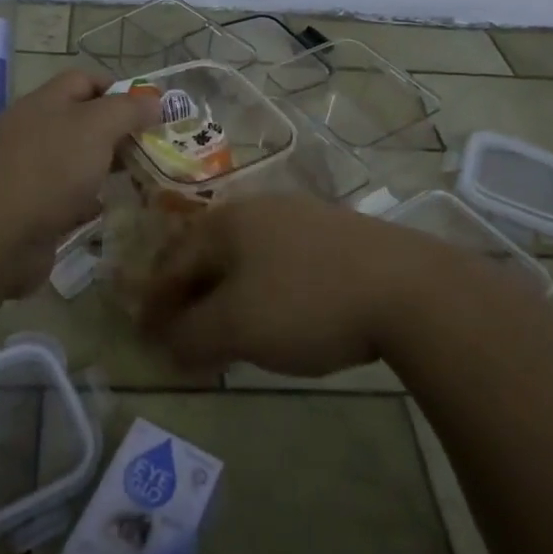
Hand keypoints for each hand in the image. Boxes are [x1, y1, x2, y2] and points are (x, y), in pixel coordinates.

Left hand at [0, 69, 161, 289]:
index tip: (150, 110)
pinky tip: (106, 209)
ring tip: (138, 179)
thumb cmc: (49, 170)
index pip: (84, 80)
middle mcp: (33, 131)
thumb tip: (154, 100)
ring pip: (75, 161)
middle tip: (152, 148)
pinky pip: (65, 197)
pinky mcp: (28, 208)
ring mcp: (27, 171)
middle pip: (82, 121)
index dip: (118, 89)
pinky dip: (86, 200)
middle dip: (117, 132)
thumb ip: (127, 110)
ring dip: (104, 167)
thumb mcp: (96, 127)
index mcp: (45, 102)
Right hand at [137, 194, 449, 376]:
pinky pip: (278, 262)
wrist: (406, 288)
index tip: (145, 336)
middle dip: (189, 297)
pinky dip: (261, 291)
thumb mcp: (237, 326)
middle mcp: (257, 209)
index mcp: (226, 222)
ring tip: (224, 330)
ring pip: (244, 259)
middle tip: (181, 336)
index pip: (174, 262)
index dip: (155, 302)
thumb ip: (191, 336)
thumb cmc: (306, 302)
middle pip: (207, 256)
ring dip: (225, 295)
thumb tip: (164, 344)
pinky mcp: (334, 234)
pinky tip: (276, 314)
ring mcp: (299, 217)